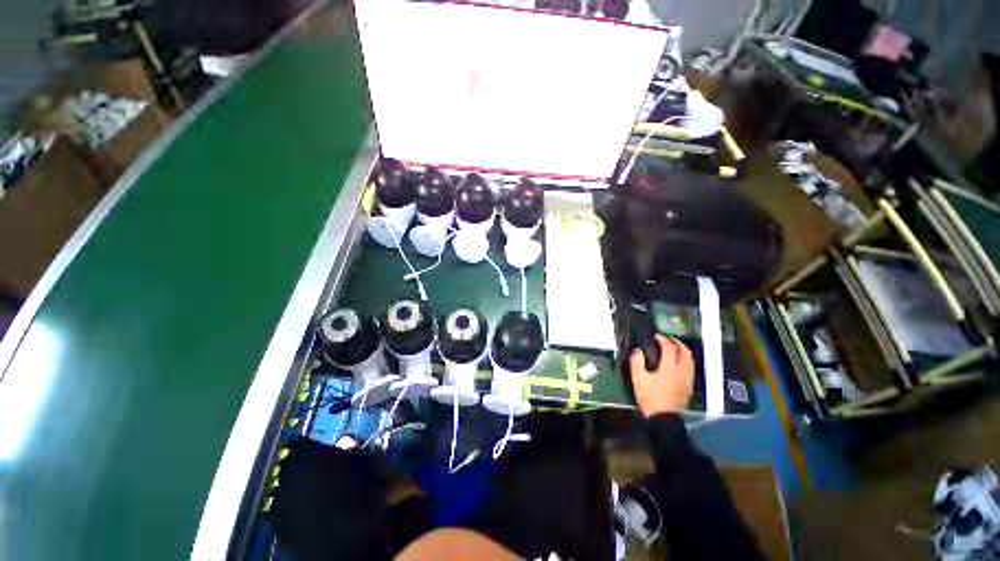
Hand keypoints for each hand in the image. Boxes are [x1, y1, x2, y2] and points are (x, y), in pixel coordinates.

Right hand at [630, 334, 693, 417]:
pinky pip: (690, 368)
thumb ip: (637, 362)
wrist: (664, 418)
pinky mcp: (689, 386)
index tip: (655, 336)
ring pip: (690, 360)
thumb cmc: (650, 397)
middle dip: (677, 342)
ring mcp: (687, 379)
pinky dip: (685, 360)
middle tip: (667, 339)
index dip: (662, 339)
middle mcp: (681, 371)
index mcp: (669, 367)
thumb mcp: (638, 379)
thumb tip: (638, 351)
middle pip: (685, 351)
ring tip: (674, 348)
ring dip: (683, 351)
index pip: (669, 347)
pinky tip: (677, 363)